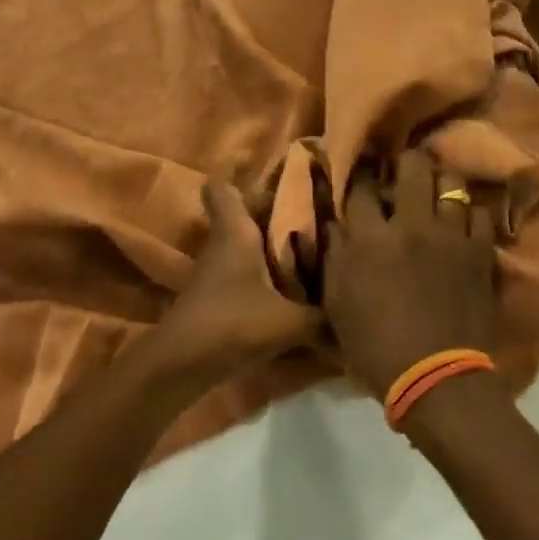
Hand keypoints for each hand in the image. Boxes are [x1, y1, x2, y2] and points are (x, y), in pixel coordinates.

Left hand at [149, 179, 320, 382]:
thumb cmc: (233, 323)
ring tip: (313, 247)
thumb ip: (324, 319)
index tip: (276, 175)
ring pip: (246, 243)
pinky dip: (266, 271)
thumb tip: (356, 320)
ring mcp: (217, 270)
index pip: (222, 187)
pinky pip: (246, 269)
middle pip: (244, 214)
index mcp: (236, 232)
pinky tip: (295, 286)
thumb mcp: (289, 321)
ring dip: (272, 244)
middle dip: (276, 211)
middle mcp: (224, 243)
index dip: (242, 176)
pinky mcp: (218, 295)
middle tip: (315, 213)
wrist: (183, 364)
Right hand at [324, 148, 498, 399]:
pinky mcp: (481, 251)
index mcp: (369, 238)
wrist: (435, 378)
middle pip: (411, 167)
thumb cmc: (375, 346)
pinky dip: (470, 212)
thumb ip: (334, 255)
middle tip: (401, 174)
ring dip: (440, 182)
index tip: (361, 170)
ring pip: (451, 181)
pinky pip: (481, 212)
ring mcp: (451, 235)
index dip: (359, 172)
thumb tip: (334, 221)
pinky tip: (462, 221)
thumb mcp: (337, 303)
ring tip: (436, 191)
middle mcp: (411, 225)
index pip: (360, 185)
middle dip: (404, 162)